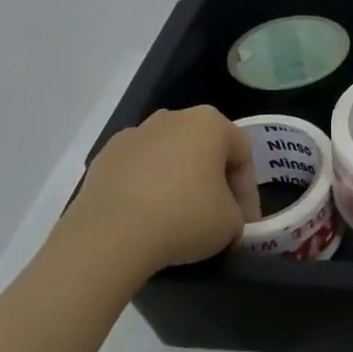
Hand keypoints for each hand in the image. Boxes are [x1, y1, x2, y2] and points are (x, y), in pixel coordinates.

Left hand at [62, 107, 258, 276]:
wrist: (111, 234)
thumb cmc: (185, 217)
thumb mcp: (231, 223)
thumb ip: (237, 214)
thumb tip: (225, 218)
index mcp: (210, 122)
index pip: (242, 153)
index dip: (248, 191)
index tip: (244, 223)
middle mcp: (172, 117)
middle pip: (204, 149)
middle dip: (213, 181)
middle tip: (216, 217)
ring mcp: (134, 134)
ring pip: (168, 158)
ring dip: (177, 182)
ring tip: (177, 220)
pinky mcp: (104, 157)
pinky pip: (137, 171)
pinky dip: (145, 189)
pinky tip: (144, 219)